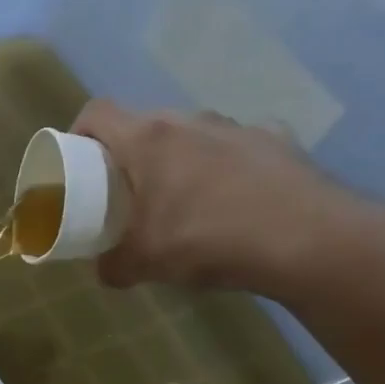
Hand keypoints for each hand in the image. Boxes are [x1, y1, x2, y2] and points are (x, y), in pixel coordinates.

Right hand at [72, 102, 384, 297]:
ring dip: (178, 157)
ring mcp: (236, 127)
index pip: (97, 112)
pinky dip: (225, 165)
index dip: (79, 130)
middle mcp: (189, 121)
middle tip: (126, 188)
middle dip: (129, 152)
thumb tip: (105, 271)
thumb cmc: (206, 239)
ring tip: (183, 197)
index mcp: (147, 139)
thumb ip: (113, 265)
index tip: (77, 158)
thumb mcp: (144, 263)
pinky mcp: (276, 140)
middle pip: (144, 123)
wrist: (307, 239)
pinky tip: (233, 198)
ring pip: (191, 133)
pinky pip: (236, 146)